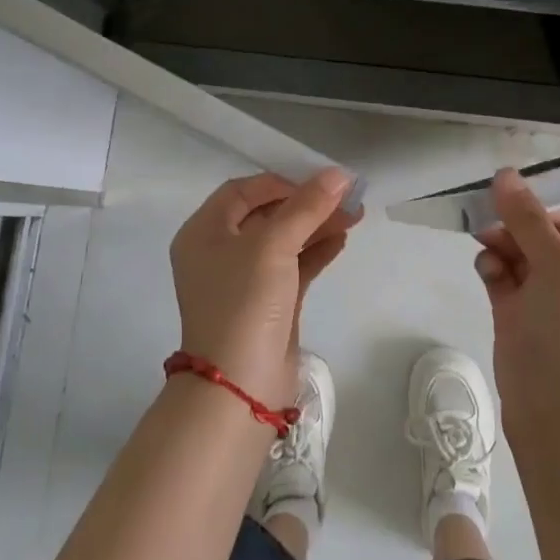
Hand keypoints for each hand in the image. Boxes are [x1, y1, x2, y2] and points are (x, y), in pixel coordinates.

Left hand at [169, 169, 356, 406]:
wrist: (240, 386)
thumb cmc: (245, 302)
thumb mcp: (273, 245)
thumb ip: (307, 207)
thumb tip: (340, 174)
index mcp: (204, 232)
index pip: (243, 191)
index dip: (280, 182)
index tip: (318, 183)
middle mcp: (219, 252)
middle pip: (266, 214)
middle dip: (306, 204)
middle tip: (346, 197)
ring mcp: (244, 280)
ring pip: (284, 241)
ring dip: (317, 226)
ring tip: (355, 215)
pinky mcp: (268, 303)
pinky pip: (294, 266)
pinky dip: (316, 252)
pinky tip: (342, 240)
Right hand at [474, 168, 559, 436]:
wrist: (555, 413)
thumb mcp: (556, 267)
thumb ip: (528, 218)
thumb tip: (505, 174)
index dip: (547, 212)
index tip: (518, 211)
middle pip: (545, 237)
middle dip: (517, 227)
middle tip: (490, 224)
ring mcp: (549, 302)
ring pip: (521, 255)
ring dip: (502, 245)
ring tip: (486, 248)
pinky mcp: (520, 318)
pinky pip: (505, 279)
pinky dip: (494, 268)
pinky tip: (486, 270)